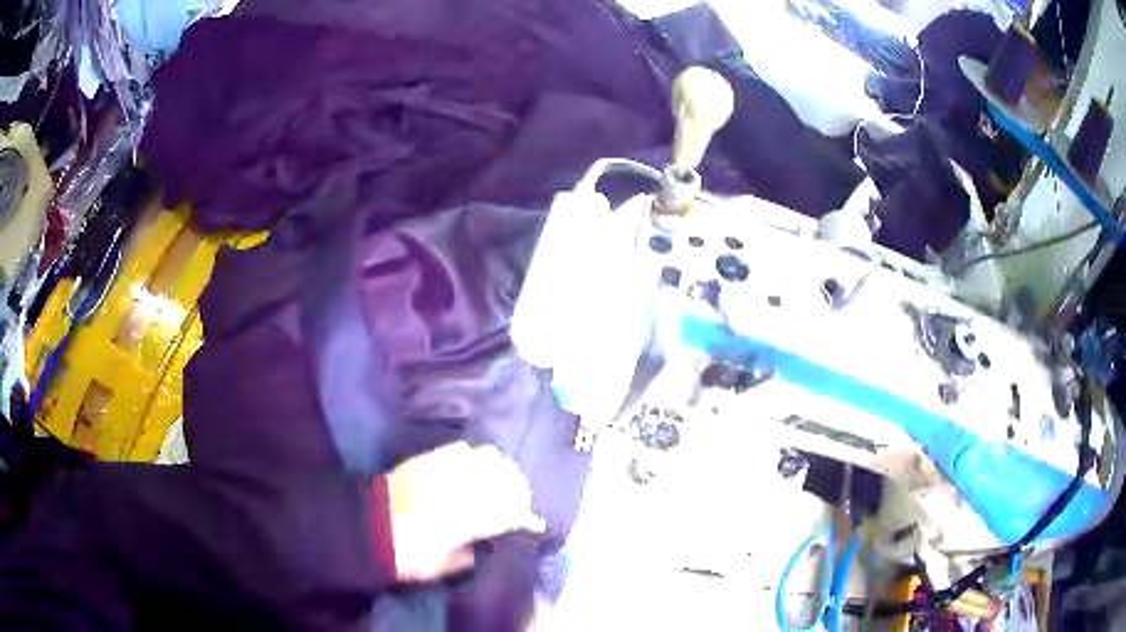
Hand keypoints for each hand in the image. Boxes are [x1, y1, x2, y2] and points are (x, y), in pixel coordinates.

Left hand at [387, 442, 545, 581]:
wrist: (366, 527)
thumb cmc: (406, 554)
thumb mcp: (442, 566)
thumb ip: (469, 555)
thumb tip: (487, 546)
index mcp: (467, 519)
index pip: (510, 512)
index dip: (526, 518)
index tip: (535, 525)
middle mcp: (461, 488)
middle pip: (506, 478)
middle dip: (518, 490)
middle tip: (520, 503)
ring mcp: (445, 469)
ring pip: (488, 458)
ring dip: (500, 470)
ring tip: (501, 482)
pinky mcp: (428, 459)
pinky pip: (461, 449)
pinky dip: (475, 457)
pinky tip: (475, 467)